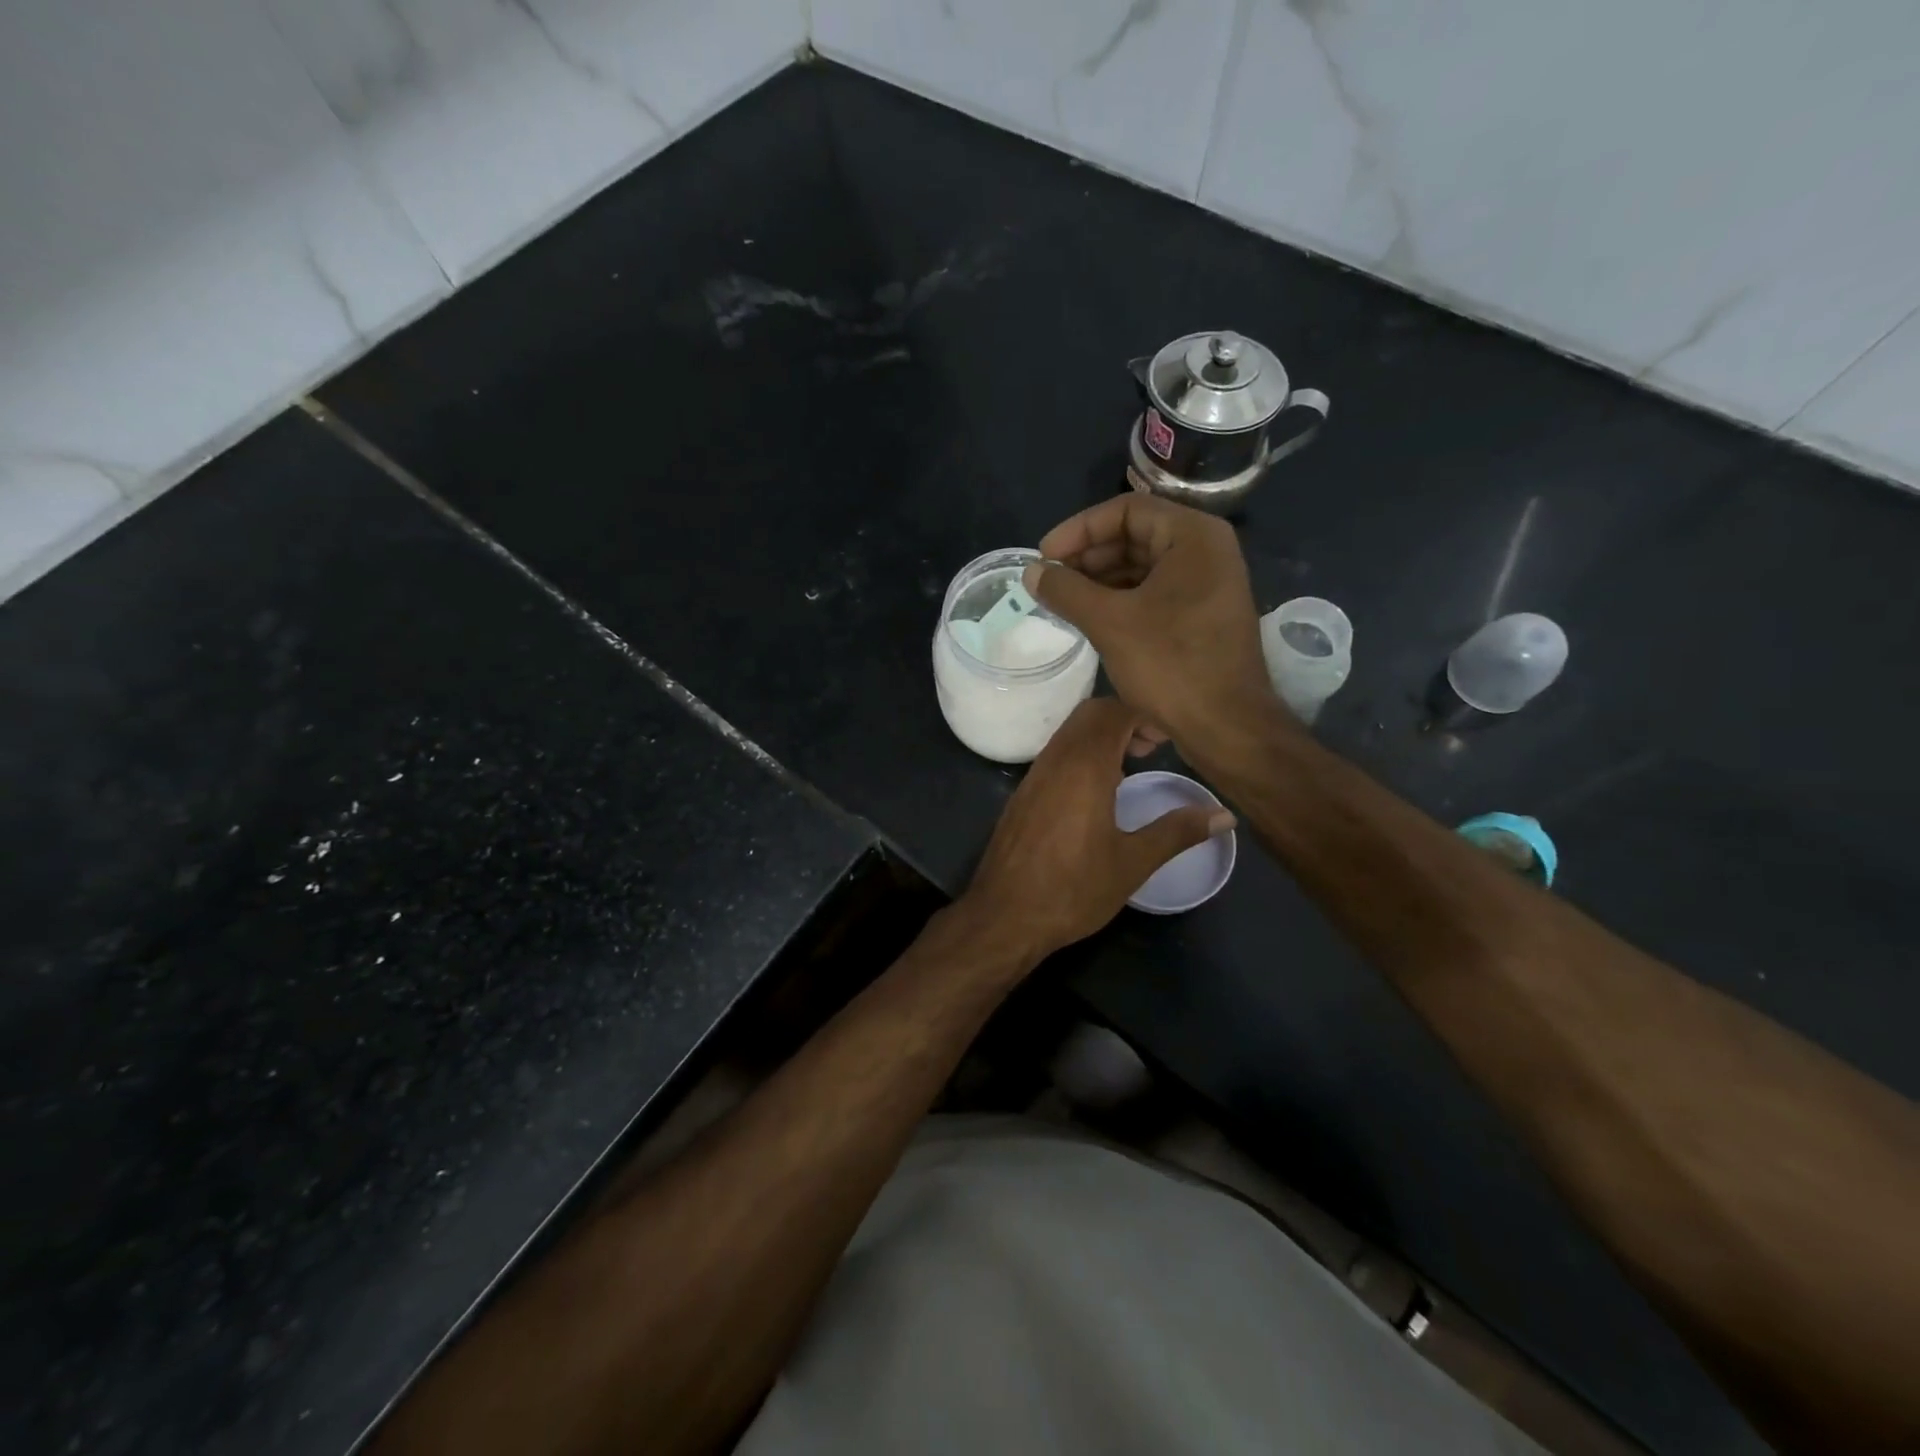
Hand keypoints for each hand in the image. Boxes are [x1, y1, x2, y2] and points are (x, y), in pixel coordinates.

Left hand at [959, 697, 1234, 960]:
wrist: (1004, 916)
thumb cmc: (1073, 889)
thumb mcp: (1133, 862)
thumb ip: (1177, 832)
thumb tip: (1224, 817)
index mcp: (1084, 767)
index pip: (1114, 712)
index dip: (1145, 715)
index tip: (1168, 739)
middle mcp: (1055, 760)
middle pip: (1090, 715)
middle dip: (1124, 719)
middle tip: (1152, 749)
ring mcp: (1034, 776)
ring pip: (1069, 734)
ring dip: (1101, 737)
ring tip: (1129, 767)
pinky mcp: (1022, 795)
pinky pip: (1055, 756)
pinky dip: (1080, 755)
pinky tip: (1096, 793)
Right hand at [1024, 495, 1276, 751]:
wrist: (1227, 727)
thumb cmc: (1171, 665)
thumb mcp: (1110, 622)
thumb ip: (1066, 590)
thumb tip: (1031, 572)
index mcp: (1193, 536)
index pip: (1126, 510)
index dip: (1078, 529)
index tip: (1044, 556)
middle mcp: (1206, 551)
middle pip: (1135, 535)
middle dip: (1088, 556)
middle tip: (1050, 581)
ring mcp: (1208, 585)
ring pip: (1143, 567)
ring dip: (1100, 580)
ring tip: (1062, 601)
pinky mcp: (1202, 616)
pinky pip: (1154, 593)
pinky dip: (1120, 600)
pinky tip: (1090, 618)